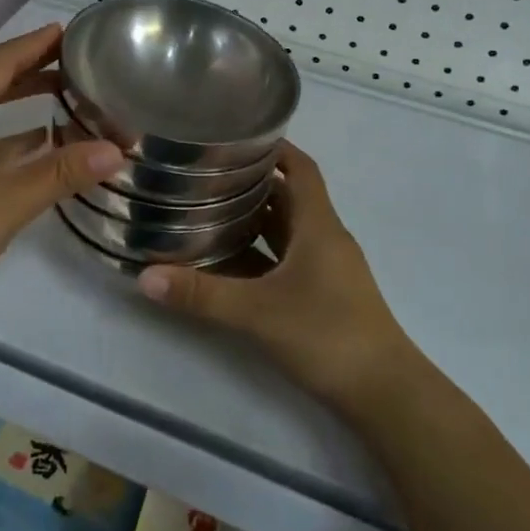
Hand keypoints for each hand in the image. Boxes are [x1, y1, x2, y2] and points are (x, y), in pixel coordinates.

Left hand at [0, 24, 123, 326]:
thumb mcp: (7, 203)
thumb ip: (62, 173)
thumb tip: (117, 149)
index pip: (1, 61)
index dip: (37, 44)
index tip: (72, 33)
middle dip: (33, 69)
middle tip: (79, 65)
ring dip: (19, 101)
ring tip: (66, 98)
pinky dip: (4, 134)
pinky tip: (34, 145)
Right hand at [135, 143, 425, 416]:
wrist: (385, 394)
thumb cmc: (327, 335)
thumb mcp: (258, 312)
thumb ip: (201, 294)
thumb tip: (145, 277)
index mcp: (318, 226)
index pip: (301, 169)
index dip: (275, 148)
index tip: (236, 136)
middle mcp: (324, 239)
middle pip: (288, 197)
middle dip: (250, 182)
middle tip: (204, 173)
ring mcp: (326, 269)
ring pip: (286, 230)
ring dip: (253, 218)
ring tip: (206, 210)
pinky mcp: (322, 295)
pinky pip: (285, 259)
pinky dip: (259, 253)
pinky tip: (227, 261)